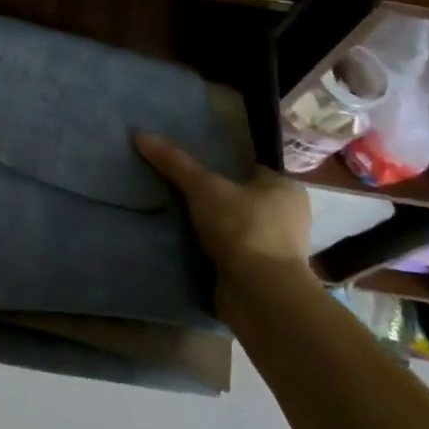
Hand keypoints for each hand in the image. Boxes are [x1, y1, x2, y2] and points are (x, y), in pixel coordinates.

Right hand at [134, 133, 311, 278]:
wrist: (260, 294)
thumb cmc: (243, 228)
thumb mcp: (203, 187)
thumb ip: (174, 162)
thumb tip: (140, 134)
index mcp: (286, 189)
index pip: (248, 169)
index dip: (220, 167)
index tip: (190, 169)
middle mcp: (288, 217)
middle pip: (241, 199)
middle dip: (214, 199)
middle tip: (177, 193)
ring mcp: (277, 249)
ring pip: (236, 228)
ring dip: (212, 228)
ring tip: (176, 219)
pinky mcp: (262, 275)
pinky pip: (232, 254)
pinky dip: (213, 251)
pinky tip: (187, 246)